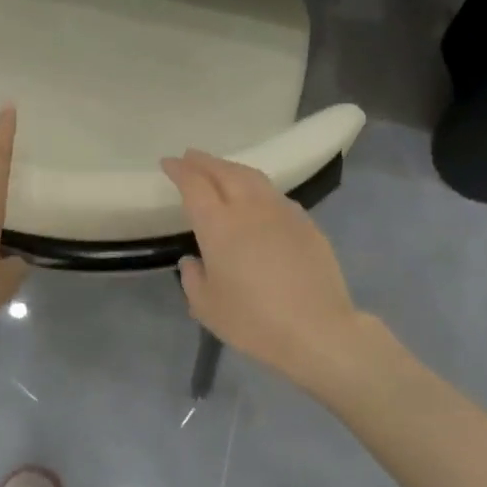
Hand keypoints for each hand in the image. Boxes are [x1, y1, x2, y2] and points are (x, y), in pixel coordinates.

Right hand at [161, 149, 370, 394]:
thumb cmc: (253, 321)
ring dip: (231, 168)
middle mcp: (249, 208)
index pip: (194, 185)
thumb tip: (193, 260)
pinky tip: (256, 198)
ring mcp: (281, 211)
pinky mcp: (306, 222)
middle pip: (224, 172)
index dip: (179, 170)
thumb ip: (193, 278)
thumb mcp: (207, 308)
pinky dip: (257, 188)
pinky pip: (275, 195)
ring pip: (252, 177)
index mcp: (218, 225)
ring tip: (221, 170)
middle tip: (190, 157)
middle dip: (204, 162)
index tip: (169, 163)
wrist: (317, 329)